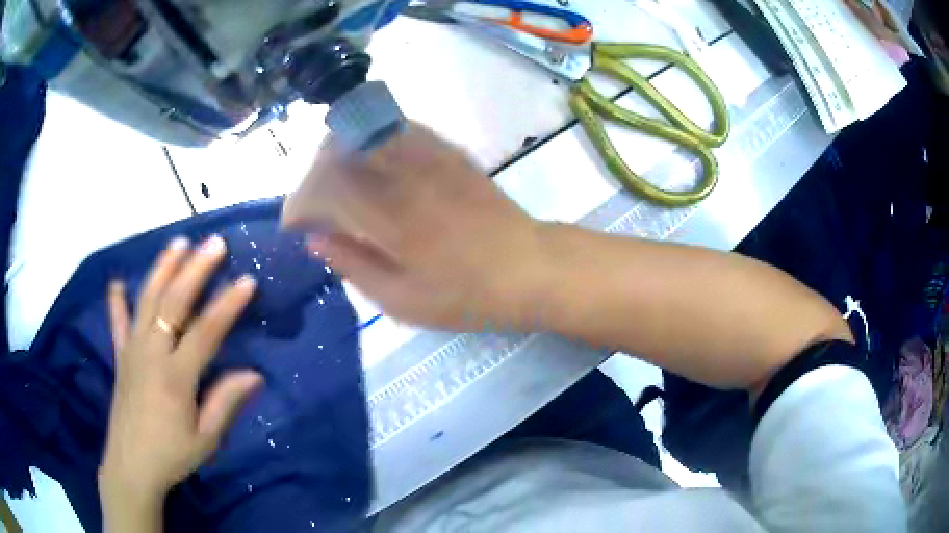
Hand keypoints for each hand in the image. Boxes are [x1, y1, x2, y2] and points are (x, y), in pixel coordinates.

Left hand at [100, 235, 262, 517]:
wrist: (131, 467)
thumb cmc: (171, 455)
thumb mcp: (205, 439)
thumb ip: (226, 402)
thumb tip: (254, 374)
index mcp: (175, 376)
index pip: (205, 331)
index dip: (227, 305)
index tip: (247, 281)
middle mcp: (151, 353)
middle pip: (173, 302)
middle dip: (195, 269)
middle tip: (214, 243)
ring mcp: (132, 350)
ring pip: (147, 300)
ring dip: (163, 269)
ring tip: (178, 243)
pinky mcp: (120, 356)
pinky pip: (118, 322)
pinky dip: (117, 301)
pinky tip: (117, 283)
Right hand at [282, 124, 551, 331]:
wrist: (526, 266)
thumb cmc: (464, 294)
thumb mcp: (401, 300)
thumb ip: (352, 264)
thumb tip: (315, 239)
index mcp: (387, 215)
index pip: (322, 188)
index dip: (298, 204)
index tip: (294, 226)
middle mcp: (402, 174)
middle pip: (337, 152)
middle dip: (312, 177)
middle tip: (313, 208)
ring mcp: (427, 155)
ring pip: (364, 132)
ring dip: (338, 154)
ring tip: (336, 184)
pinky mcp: (446, 149)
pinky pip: (396, 128)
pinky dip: (370, 140)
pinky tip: (371, 163)